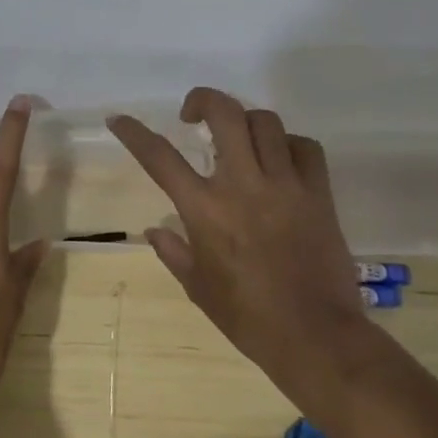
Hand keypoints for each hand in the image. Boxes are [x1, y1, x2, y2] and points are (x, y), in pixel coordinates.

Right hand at [108, 87, 381, 425]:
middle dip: (203, 99)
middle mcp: (242, 185)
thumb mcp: (198, 287)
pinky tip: (280, 158)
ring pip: (265, 122)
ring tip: (239, 138)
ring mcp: (285, 185)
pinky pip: (305, 147)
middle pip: (224, 114)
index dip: (134, 132)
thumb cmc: (249, 317)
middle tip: (193, 114)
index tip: (119, 118)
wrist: (316, 337)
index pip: (159, 157)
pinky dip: (290, 144)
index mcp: (205, 209)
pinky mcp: (318, 194)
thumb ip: (174, 252)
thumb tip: (154, 231)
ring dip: (245, 121)